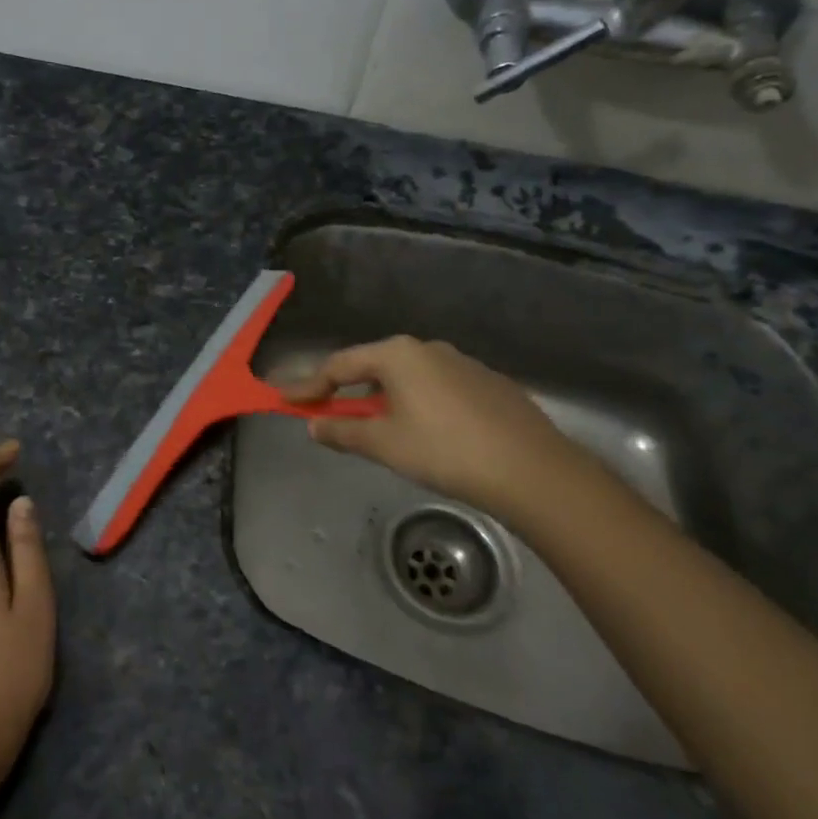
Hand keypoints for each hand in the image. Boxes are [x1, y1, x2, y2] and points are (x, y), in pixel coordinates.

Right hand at [281, 336, 589, 521]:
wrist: (532, 470)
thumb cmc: (444, 450)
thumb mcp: (383, 444)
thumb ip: (343, 431)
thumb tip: (314, 426)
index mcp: (397, 354)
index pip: (339, 365)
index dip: (309, 386)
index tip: (285, 401)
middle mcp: (428, 349)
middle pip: (374, 366)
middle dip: (346, 390)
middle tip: (327, 414)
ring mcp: (463, 364)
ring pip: (408, 378)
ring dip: (383, 399)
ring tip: (376, 429)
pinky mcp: (489, 385)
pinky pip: (438, 389)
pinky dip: (417, 405)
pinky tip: (426, 434)